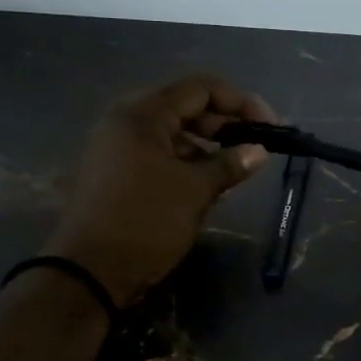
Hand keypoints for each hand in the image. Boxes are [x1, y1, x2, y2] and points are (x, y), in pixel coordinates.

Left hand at [48, 74, 277, 307]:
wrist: (89, 272)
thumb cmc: (146, 222)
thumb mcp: (195, 191)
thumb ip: (229, 164)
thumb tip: (259, 151)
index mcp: (142, 114)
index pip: (200, 88)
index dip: (241, 102)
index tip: (271, 126)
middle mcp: (125, 121)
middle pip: (184, 106)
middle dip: (224, 123)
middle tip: (255, 147)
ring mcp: (115, 146)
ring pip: (171, 132)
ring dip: (206, 145)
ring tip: (234, 169)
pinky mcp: (114, 171)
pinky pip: (157, 153)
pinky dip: (185, 161)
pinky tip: (206, 183)